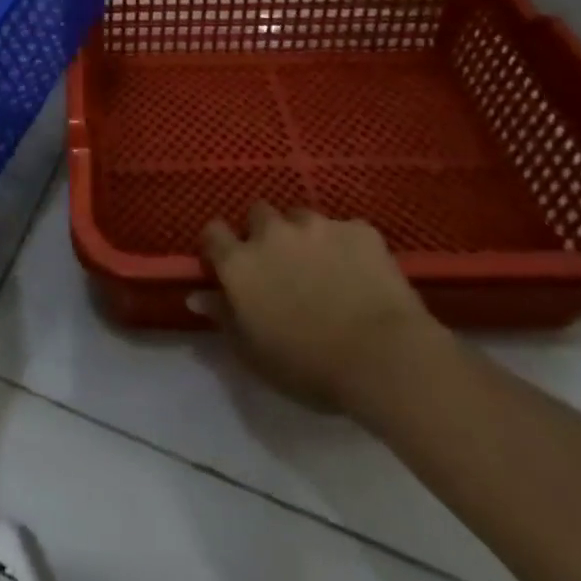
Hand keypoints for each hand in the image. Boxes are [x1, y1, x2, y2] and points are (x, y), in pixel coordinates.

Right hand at [197, 204, 444, 415]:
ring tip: (324, 268)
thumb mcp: (254, 353)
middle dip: (265, 233)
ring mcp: (317, 225)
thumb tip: (195, 295)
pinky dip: (346, 246)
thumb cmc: (310, 366)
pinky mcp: (358, 229)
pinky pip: (345, 230)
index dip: (220, 244)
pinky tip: (361, 274)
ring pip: (301, 217)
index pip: (214, 232)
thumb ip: (223, 317)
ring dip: (304, 236)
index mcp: (241, 262)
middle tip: (281, 265)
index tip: (230, 262)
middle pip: (258, 214)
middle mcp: (272, 233)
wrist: (385, 357)